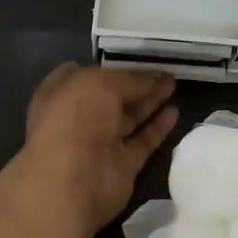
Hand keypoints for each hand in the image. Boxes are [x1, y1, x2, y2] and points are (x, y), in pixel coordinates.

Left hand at [22, 64, 177, 231]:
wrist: (73, 178)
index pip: (87, 75)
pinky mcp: (122, 164)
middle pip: (113, 97)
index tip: (136, 59)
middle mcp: (80, 117)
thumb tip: (151, 80)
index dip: (111, 67)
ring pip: (129, 118)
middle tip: (165, 71)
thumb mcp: (103, 83)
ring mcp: (101, 142)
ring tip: (174, 85)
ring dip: (150, 102)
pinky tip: (174, 112)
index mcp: (64, 93)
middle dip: (137, 83)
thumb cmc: (78, 117)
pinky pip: (142, 141)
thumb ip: (130, 80)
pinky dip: (157, 128)